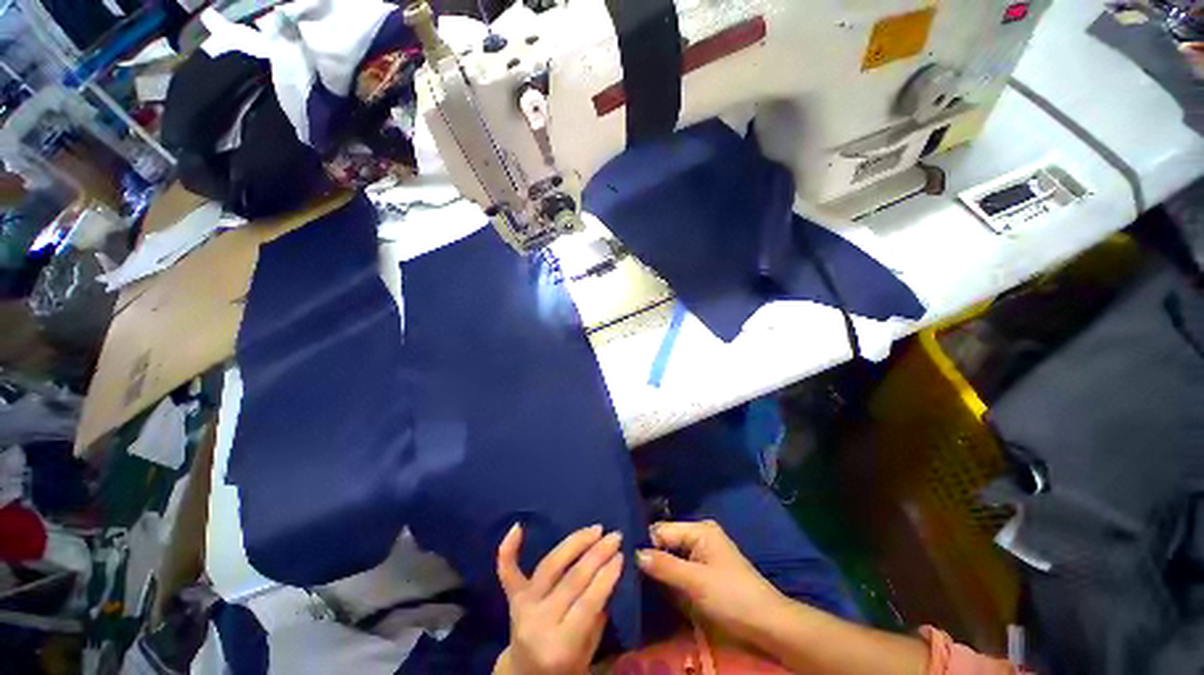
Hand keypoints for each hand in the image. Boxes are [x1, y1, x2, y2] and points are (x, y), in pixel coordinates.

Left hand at [494, 524, 623, 674]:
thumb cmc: (565, 667)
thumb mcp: (588, 652)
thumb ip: (597, 615)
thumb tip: (610, 572)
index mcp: (560, 645)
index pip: (587, 603)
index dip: (606, 576)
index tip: (622, 555)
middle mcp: (538, 622)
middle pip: (571, 580)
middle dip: (597, 554)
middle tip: (615, 536)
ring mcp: (522, 608)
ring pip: (550, 565)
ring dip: (575, 542)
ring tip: (595, 529)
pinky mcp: (512, 598)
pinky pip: (507, 571)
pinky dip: (508, 549)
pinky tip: (517, 526)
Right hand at [636, 520, 787, 642]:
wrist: (767, 624)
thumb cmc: (732, 597)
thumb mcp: (695, 582)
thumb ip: (664, 566)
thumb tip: (634, 553)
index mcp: (699, 530)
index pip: (662, 530)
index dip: (645, 545)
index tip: (626, 561)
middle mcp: (699, 536)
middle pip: (666, 542)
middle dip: (651, 558)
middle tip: (630, 574)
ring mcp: (703, 553)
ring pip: (671, 557)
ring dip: (660, 570)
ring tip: (638, 582)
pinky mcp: (705, 571)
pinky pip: (680, 569)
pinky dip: (670, 578)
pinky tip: (658, 588)